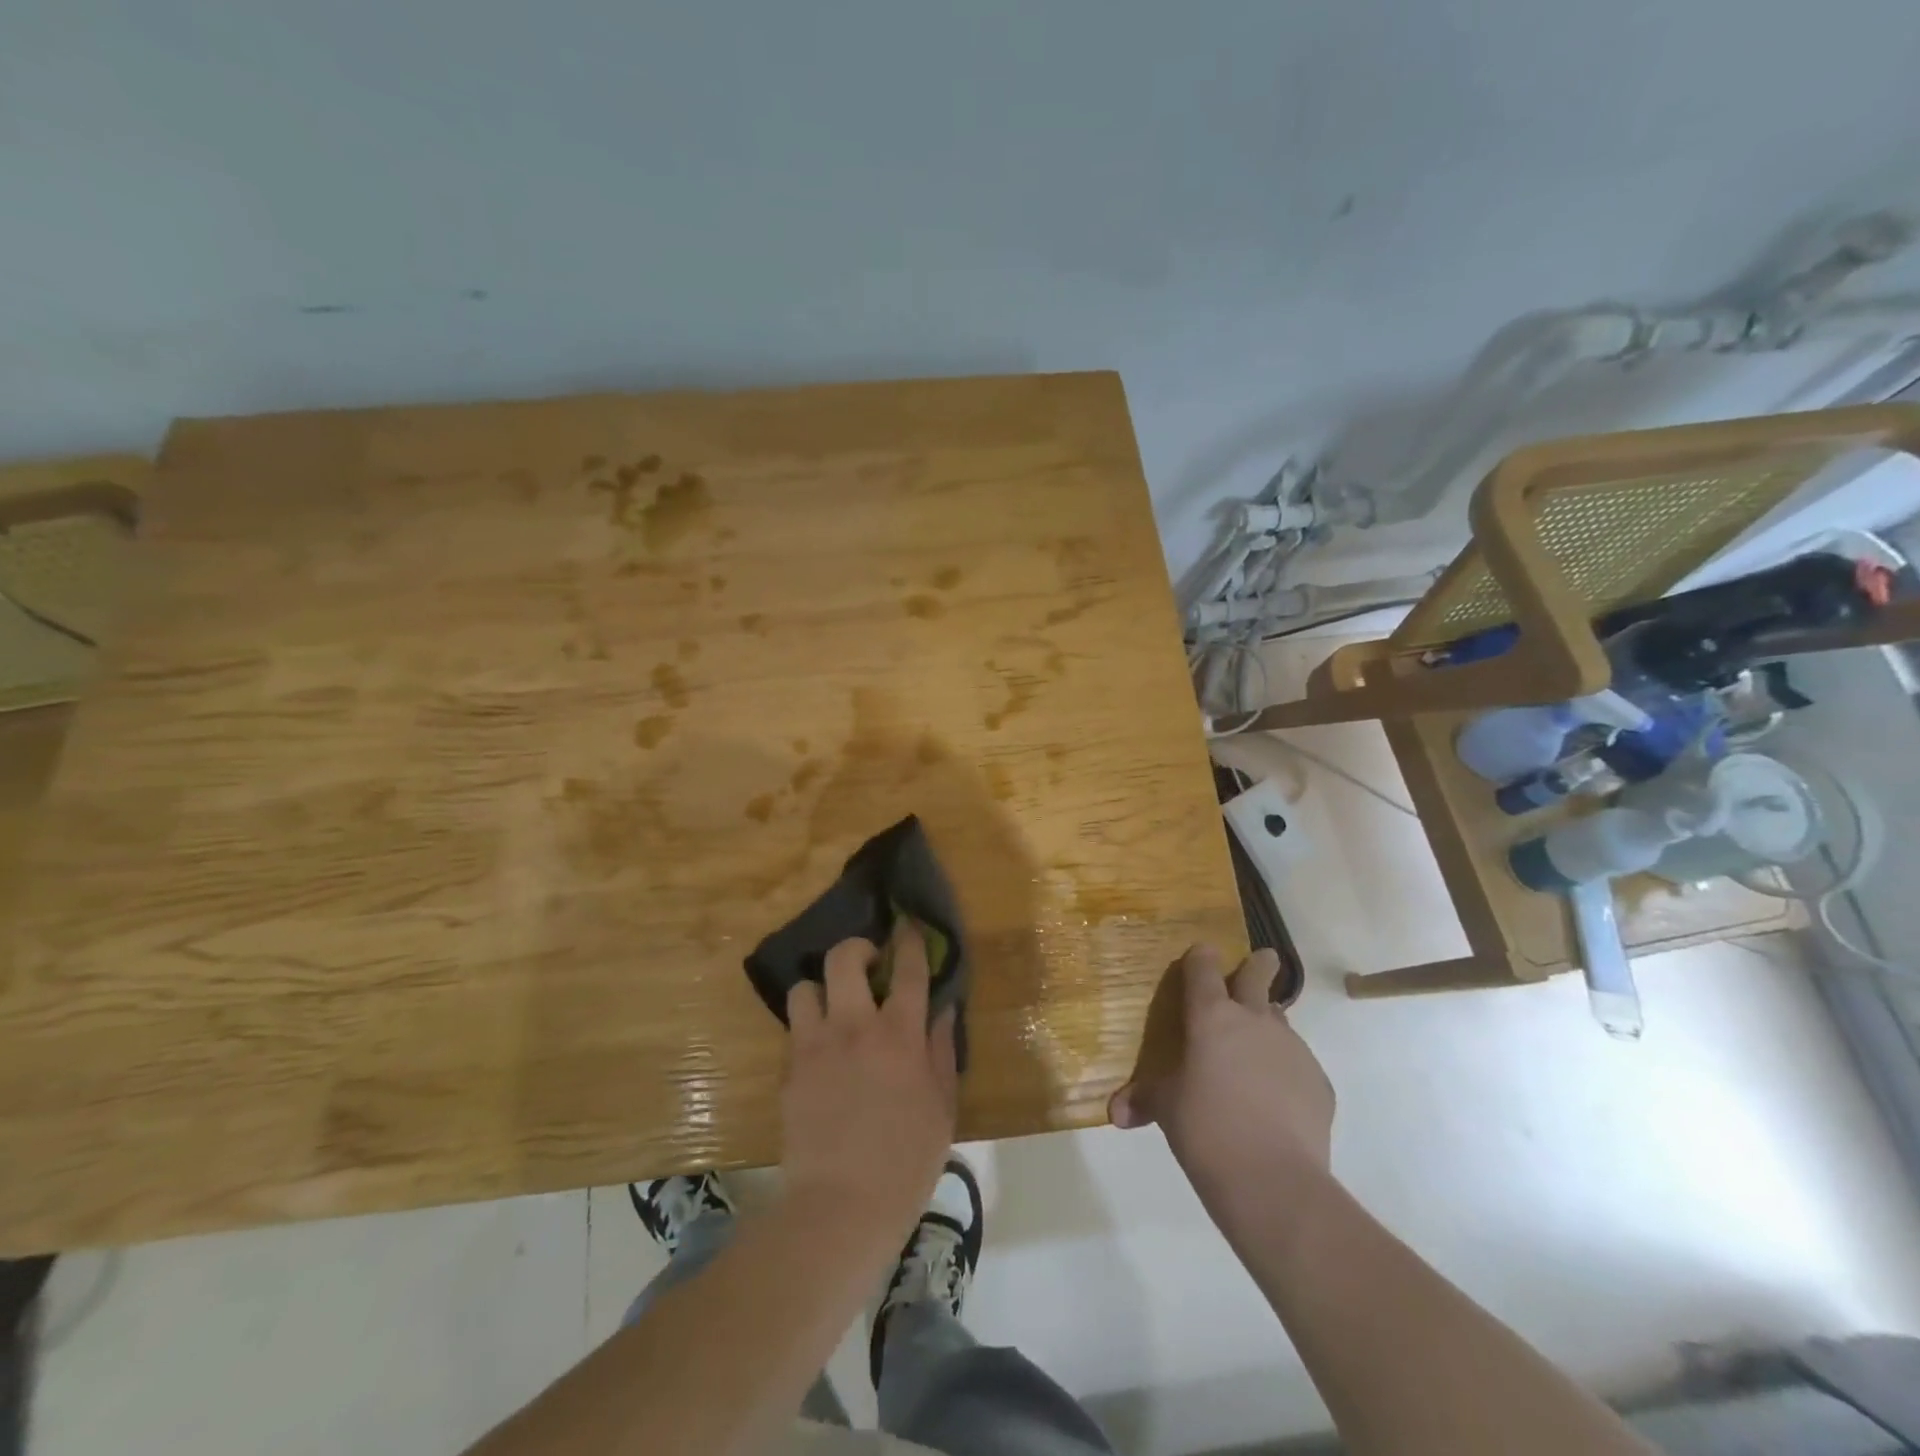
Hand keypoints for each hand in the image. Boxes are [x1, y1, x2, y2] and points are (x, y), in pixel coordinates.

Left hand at [781, 926, 958, 1239]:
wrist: (841, 1207)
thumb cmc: (906, 1160)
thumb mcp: (943, 1106)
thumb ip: (941, 1050)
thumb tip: (941, 1009)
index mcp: (899, 1034)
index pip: (908, 969)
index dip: (910, 940)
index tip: (908, 927)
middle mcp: (855, 1027)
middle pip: (845, 959)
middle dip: (857, 948)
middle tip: (868, 964)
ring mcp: (815, 1046)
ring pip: (805, 987)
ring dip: (821, 990)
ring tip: (834, 1009)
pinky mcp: (789, 1070)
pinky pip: (794, 1029)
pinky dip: (808, 1028)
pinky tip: (820, 1049)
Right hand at [1110, 945, 1334, 1231]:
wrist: (1273, 1180)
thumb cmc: (1205, 1129)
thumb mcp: (1166, 1110)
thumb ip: (1145, 1100)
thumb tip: (1117, 1113)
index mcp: (1211, 1016)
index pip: (1204, 969)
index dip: (1201, 958)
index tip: (1203, 952)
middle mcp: (1254, 1020)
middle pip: (1258, 976)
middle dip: (1259, 965)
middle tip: (1264, 958)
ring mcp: (1292, 1048)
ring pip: (1280, 1021)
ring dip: (1267, 1026)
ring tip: (1255, 1052)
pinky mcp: (1319, 1082)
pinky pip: (1298, 1064)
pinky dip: (1285, 1071)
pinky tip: (1275, 1100)